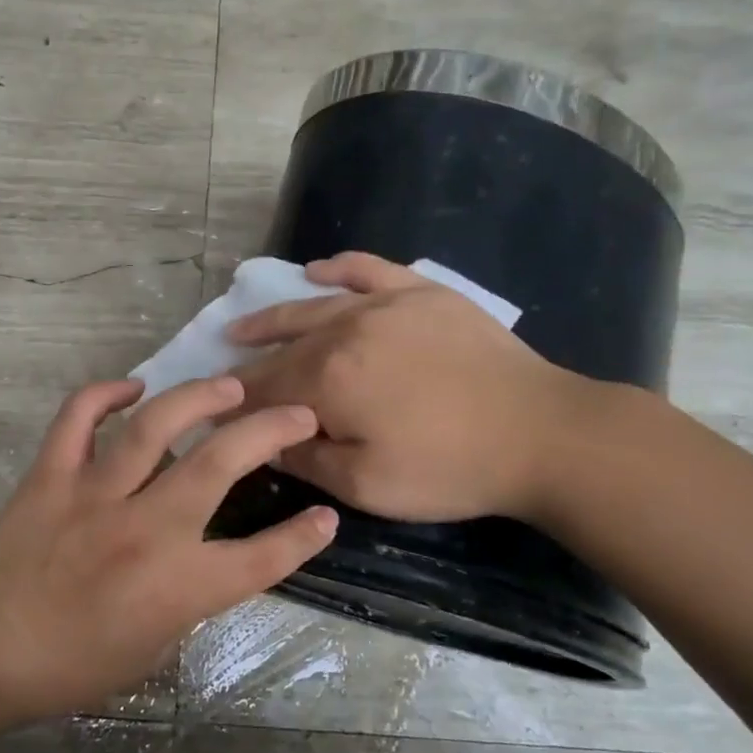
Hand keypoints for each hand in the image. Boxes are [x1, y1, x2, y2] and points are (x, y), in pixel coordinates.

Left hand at [0, 376, 337, 720]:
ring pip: (153, 428)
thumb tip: (207, 555)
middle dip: (268, 431)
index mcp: (177, 586)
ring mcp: (95, 495)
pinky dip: (102, 394)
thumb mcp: (153, 649)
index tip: (326, 515)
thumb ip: (190, 597)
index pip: (260, 557)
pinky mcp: (52, 475)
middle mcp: (145, 530)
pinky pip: (77, 418)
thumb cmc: (74, 665)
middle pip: (218, 464)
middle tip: (296, 412)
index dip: (303, 538)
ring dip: (197, 398)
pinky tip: (131, 387)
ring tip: (228, 386)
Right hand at [229, 252, 586, 523]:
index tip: (213, 414)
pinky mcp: (421, 293)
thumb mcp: (365, 485)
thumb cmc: (448, 468)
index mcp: (326, 379)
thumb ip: (305, 460)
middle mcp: (344, 330)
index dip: (234, 403)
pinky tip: (317, 270)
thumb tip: (265, 441)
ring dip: (272, 320)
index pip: (263, 389)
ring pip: (312, 307)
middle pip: (281, 349)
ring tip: (243, 328)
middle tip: (222, 379)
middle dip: (247, 366)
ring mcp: (384, 304)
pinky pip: (369, 269)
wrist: (539, 432)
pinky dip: (338, 268)